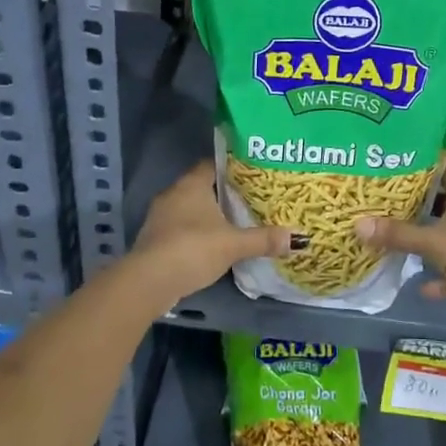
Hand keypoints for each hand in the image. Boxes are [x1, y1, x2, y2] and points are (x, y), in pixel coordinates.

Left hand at [129, 162, 295, 308]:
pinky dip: (195, 232)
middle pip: (201, 186)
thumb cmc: (192, 249)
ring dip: (207, 215)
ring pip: (189, 208)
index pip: (212, 164)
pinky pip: (179, 227)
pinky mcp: (153, 239)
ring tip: (233, 222)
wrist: (148, 281)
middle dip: (223, 193)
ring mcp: (159, 216)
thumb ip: (263, 239)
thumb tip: (297, 238)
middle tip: (249, 199)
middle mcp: (173, 194)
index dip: (232, 167)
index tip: (252, 174)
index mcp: (191, 184)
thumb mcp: (233, 244)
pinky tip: (211, 244)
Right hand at [354, 163, 445, 331]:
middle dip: (419, 200)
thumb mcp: (432, 242)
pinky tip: (423, 286)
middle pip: (445, 197)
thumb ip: (396, 234)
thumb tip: (357, 224)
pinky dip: (444, 275)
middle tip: (387, 198)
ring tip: (399, 236)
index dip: (423, 160)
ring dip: (430, 236)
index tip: (396, 160)